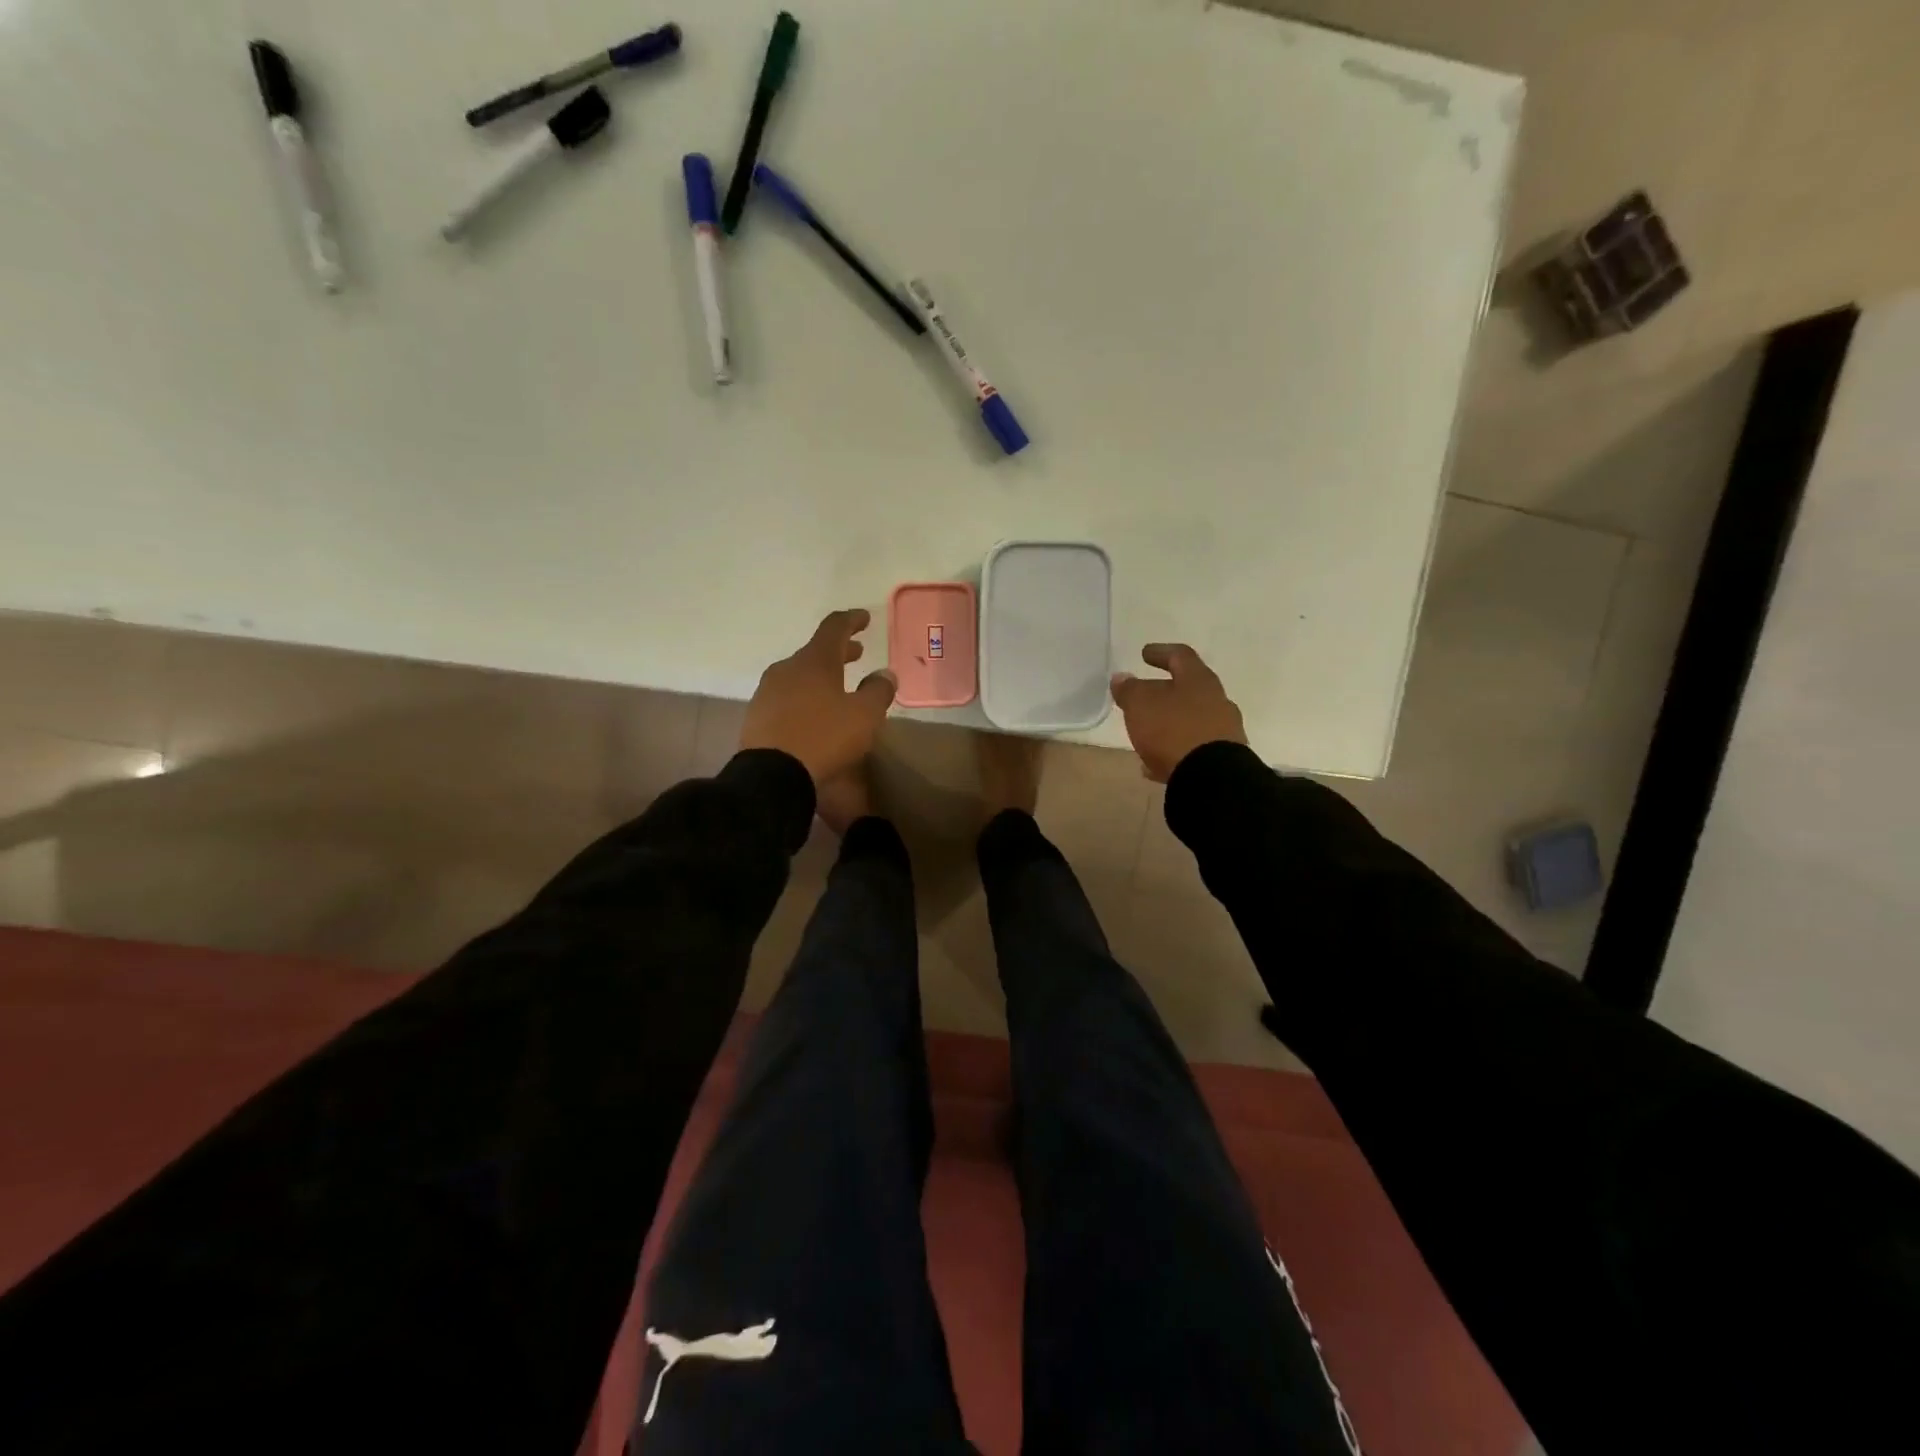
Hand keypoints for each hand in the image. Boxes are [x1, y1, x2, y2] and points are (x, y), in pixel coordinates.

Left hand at [740, 610, 896, 784]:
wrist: (771, 775)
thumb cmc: (824, 738)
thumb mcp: (864, 716)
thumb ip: (878, 691)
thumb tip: (884, 675)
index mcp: (815, 661)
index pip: (834, 627)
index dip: (852, 620)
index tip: (865, 618)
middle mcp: (787, 668)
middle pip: (816, 651)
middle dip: (839, 651)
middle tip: (857, 654)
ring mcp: (768, 691)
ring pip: (799, 674)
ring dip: (821, 675)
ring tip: (838, 687)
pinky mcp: (757, 715)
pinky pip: (787, 696)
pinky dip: (805, 695)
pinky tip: (814, 713)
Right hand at [1110, 643, 1247, 782]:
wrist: (1212, 778)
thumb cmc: (1173, 730)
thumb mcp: (1141, 705)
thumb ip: (1130, 690)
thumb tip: (1122, 678)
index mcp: (1199, 680)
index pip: (1180, 656)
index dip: (1160, 652)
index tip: (1144, 654)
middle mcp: (1217, 701)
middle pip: (1189, 689)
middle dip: (1164, 692)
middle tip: (1143, 697)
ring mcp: (1223, 731)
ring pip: (1192, 720)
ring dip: (1169, 723)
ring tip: (1145, 734)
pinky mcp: (1223, 759)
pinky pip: (1193, 748)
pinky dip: (1173, 750)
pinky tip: (1154, 764)